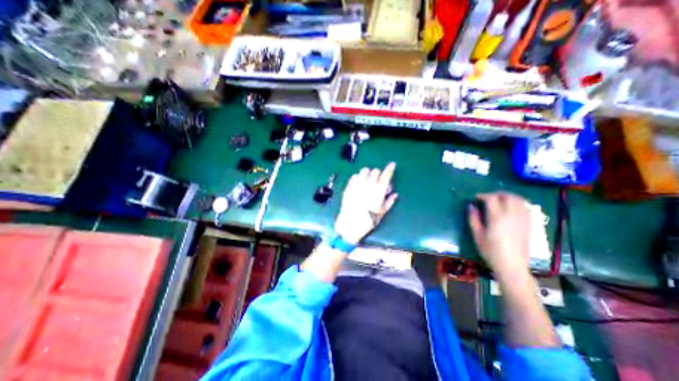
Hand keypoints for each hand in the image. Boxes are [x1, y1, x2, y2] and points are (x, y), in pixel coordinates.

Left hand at [333, 160, 398, 243]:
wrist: (350, 224)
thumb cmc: (368, 221)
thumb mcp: (382, 213)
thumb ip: (389, 202)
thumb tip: (395, 194)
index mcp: (378, 191)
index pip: (386, 175)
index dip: (390, 168)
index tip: (392, 165)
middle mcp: (368, 184)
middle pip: (375, 171)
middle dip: (379, 174)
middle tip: (378, 181)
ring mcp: (357, 184)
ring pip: (364, 170)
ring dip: (368, 173)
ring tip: (368, 180)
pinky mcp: (349, 186)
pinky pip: (355, 176)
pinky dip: (359, 177)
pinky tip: (359, 183)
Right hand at [471, 193, 532, 276]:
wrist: (512, 265)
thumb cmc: (490, 251)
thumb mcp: (477, 235)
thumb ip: (473, 218)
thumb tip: (471, 206)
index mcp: (497, 217)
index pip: (491, 198)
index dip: (483, 195)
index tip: (476, 198)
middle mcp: (511, 215)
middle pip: (507, 196)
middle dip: (496, 194)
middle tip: (487, 198)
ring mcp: (522, 219)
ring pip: (519, 200)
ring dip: (508, 197)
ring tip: (499, 200)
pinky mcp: (529, 224)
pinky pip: (525, 207)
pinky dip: (518, 203)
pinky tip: (511, 208)